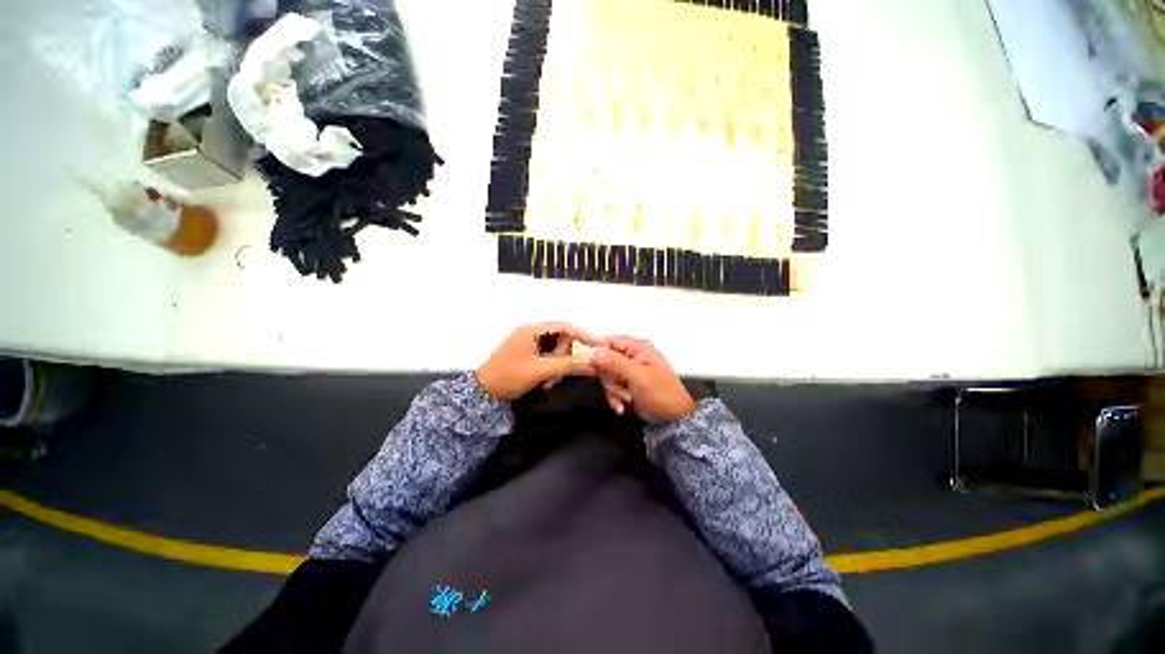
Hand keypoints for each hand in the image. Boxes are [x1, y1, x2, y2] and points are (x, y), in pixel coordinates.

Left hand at [476, 323, 598, 400]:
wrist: (483, 395)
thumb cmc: (509, 377)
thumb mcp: (540, 370)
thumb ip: (568, 364)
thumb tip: (594, 360)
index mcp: (532, 329)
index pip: (566, 327)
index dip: (585, 335)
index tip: (601, 345)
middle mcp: (532, 331)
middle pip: (563, 339)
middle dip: (565, 357)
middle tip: (558, 374)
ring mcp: (530, 342)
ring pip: (558, 350)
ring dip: (559, 365)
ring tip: (548, 381)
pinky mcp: (529, 353)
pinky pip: (550, 357)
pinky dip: (552, 368)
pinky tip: (545, 381)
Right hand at [591, 336, 696, 423]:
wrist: (675, 420)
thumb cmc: (661, 395)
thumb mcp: (636, 376)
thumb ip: (614, 362)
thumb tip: (593, 351)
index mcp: (638, 347)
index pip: (608, 342)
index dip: (599, 355)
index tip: (596, 370)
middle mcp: (634, 355)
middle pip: (606, 360)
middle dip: (609, 378)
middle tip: (618, 390)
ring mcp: (632, 369)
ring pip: (608, 375)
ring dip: (613, 390)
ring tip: (624, 400)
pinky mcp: (631, 383)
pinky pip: (614, 386)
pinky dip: (616, 396)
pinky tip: (622, 406)